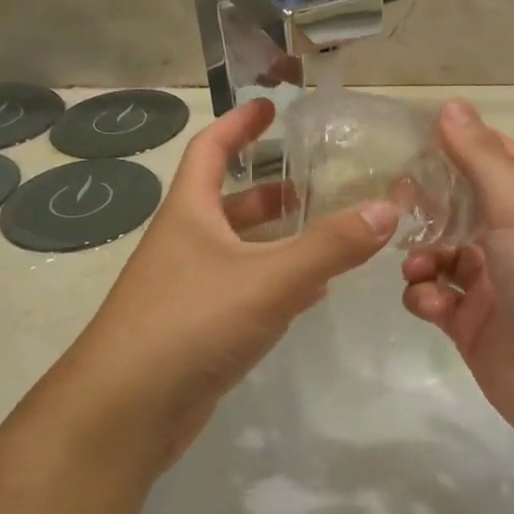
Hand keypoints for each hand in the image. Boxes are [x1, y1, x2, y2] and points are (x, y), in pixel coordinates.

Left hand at [58, 98, 397, 469]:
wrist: (127, 409)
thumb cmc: (191, 323)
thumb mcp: (268, 278)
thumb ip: (329, 246)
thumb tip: (387, 209)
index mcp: (189, 214)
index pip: (209, 149)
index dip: (238, 124)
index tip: (268, 105)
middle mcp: (184, 245)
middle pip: (228, 204)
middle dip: (269, 191)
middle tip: (316, 184)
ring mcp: (186, 290)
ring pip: (238, 252)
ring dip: (276, 241)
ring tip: (325, 235)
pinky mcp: (196, 331)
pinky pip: (241, 294)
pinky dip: (274, 286)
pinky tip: (308, 296)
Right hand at [401, 101, 513, 453]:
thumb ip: (482, 160)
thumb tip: (450, 107)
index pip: (498, 160)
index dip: (459, 146)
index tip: (412, 138)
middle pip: (463, 208)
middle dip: (429, 205)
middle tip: (393, 201)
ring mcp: (494, 286)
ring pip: (443, 255)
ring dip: (422, 257)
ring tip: (417, 268)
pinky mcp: (472, 325)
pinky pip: (436, 298)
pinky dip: (425, 297)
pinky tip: (429, 304)